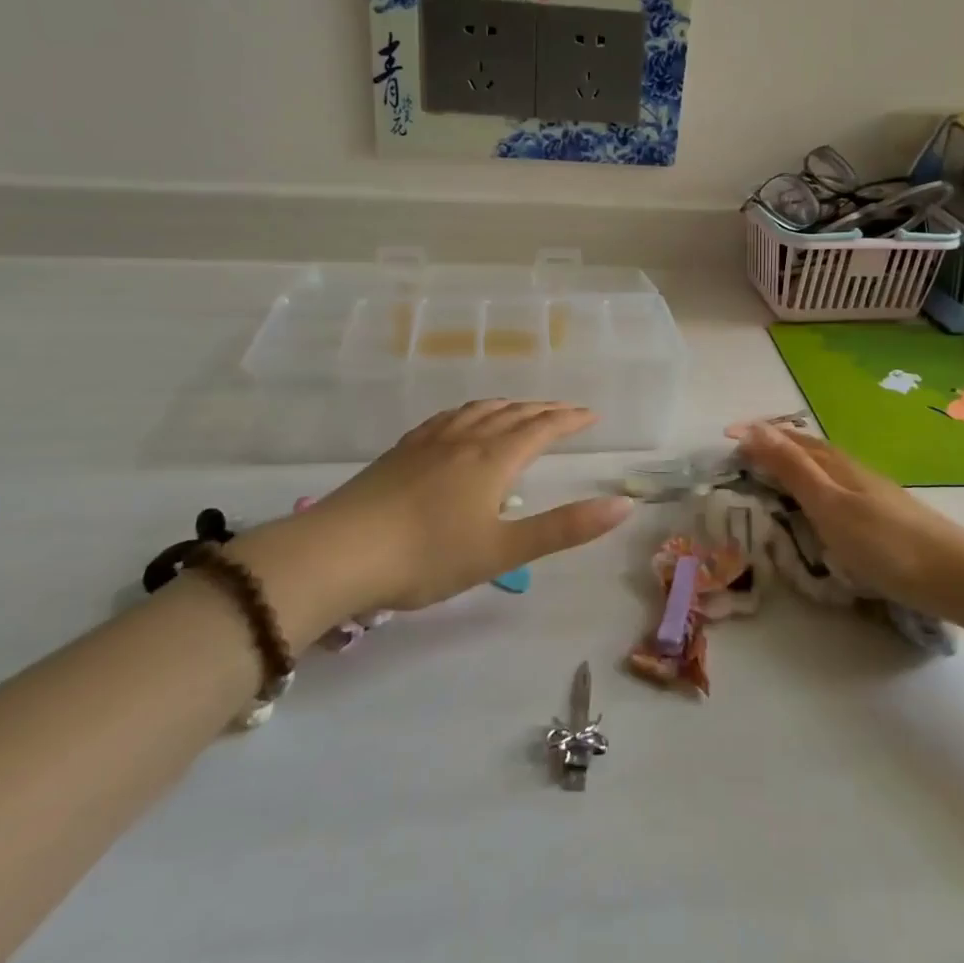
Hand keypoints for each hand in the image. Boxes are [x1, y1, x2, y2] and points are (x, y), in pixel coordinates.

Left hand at [239, 401, 632, 639]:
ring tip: (521, 408)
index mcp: (493, 459)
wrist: (339, 552)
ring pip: (478, 411)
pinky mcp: (401, 451)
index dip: (569, 420)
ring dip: (508, 406)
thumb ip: (565, 527)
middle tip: (566, 411)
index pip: (541, 429)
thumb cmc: (428, 556)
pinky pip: (446, 418)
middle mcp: (465, 439)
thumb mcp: (503, 550)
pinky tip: (461, 422)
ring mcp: (429, 442)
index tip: (592, 416)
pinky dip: (469, 412)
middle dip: (544, 410)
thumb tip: (624, 504)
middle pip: (513, 414)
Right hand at [735, 423, 963, 615]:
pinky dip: (812, 487)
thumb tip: (755, 428)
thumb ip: (792, 468)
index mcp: (835, 464)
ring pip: (822, 469)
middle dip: (773, 445)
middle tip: (742, 455)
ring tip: (770, 475)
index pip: (789, 439)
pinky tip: (817, 506)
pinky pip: (835, 488)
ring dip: (793, 464)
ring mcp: (870, 492)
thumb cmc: (884, 542)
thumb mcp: (829, 504)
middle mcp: (851, 470)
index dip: (758, 434)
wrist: (955, 575)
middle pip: (806, 449)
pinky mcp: (881, 516)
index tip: (726, 435)